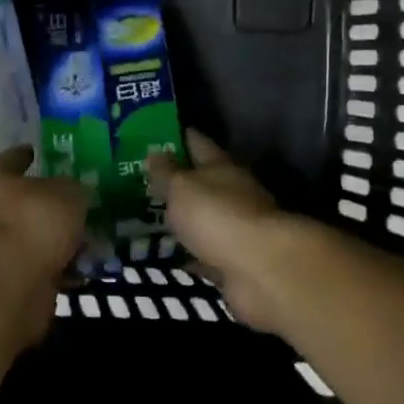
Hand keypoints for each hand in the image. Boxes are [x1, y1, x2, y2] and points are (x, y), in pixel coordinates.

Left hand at [0, 146, 87, 280]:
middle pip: (20, 203)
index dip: (23, 155)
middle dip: (45, 206)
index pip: (10, 160)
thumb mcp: (67, 194)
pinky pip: (37, 269)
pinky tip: (79, 272)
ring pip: (30, 238)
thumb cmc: (33, 220)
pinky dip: (56, 270)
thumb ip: (72, 191)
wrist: (6, 282)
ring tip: (86, 245)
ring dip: (54, 243)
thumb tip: (73, 194)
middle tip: (73, 206)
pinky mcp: (3, 280)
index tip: (33, 150)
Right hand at [147, 132, 287, 331]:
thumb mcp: (181, 187)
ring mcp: (236, 229)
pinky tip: (168, 255)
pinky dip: (189, 254)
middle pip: (203, 182)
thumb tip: (154, 152)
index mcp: (222, 167)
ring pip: (203, 219)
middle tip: (143, 181)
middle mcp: (233, 193)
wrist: (260, 270)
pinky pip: (204, 253)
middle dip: (178, 181)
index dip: (178, 137)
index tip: (155, 134)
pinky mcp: (234, 262)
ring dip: (184, 219)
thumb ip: (165, 172)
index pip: (198, 143)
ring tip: (150, 218)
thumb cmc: (217, 216)